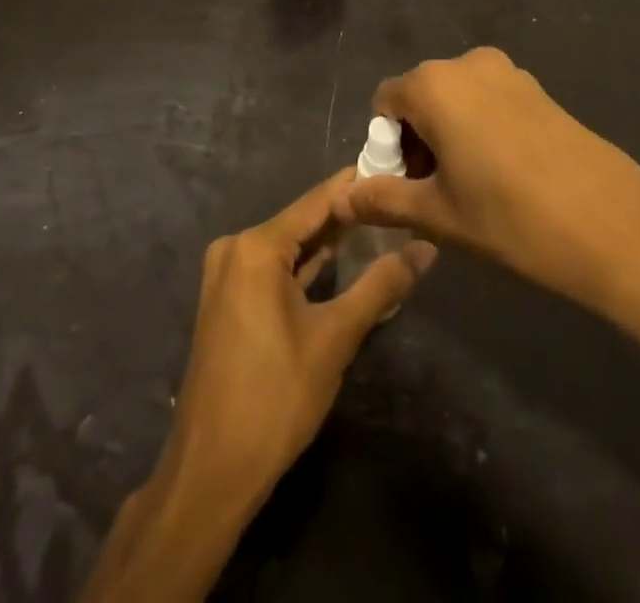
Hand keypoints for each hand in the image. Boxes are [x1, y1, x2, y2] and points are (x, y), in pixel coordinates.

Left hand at [82, 174, 436, 600]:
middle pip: (303, 221)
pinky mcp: (229, 299)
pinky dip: (307, 268)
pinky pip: (275, 269)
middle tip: (397, 200)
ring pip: (290, 247)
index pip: (317, 201)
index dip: (357, 185)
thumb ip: (381, 286)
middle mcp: (236, 248)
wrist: (212, 470)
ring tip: (382, 225)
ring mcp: (227, 274)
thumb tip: (426, 247)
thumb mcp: (336, 338)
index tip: (396, 168)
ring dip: (330, 242)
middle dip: (349, 215)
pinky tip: (344, 262)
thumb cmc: (276, 398)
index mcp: (256, 246)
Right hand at [334, 47, 639, 368]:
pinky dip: (481, 130)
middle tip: (437, 194)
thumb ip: (383, 199)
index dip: (386, 147)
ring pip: (456, 100)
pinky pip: (489, 101)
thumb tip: (342, 196)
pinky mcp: (538, 89)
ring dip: (449, 136)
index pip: (384, 103)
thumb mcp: (438, 215)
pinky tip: (506, 176)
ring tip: (472, 190)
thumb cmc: (511, 219)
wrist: (615, 225)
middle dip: (417, 141)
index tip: (407, 189)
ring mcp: (508, 72)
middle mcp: (467, 64)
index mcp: (434, 84)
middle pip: (420, 97)